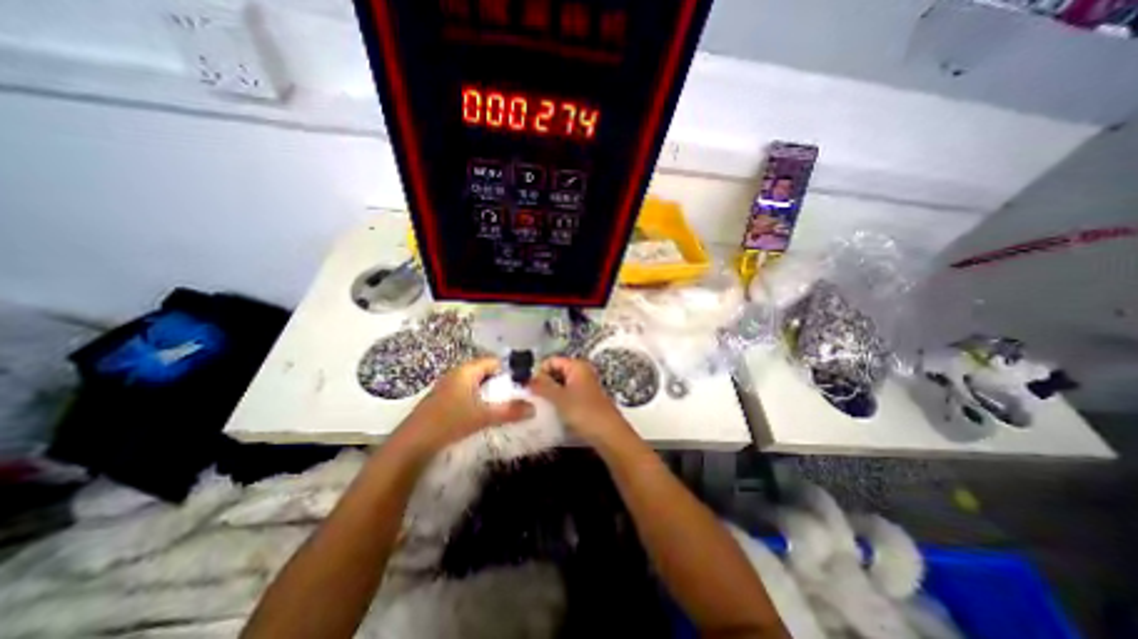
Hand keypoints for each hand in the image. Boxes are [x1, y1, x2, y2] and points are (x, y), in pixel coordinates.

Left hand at [391, 358, 534, 458]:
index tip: (523, 383)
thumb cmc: (449, 422)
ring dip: (490, 393)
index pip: (494, 361)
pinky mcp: (443, 400)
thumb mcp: (483, 416)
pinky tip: (484, 414)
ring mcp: (448, 387)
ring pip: (476, 384)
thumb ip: (509, 411)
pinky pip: (468, 393)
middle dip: (501, 383)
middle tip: (516, 396)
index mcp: (466, 371)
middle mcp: (457, 374)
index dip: (510, 370)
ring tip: (504, 406)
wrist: (412, 444)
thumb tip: (533, 407)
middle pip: (486, 372)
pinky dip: (479, 400)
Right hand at [530, 357, 634, 445]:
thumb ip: (542, 386)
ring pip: (560, 384)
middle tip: (532, 398)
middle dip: (543, 382)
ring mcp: (584, 385)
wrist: (609, 434)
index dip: (539, 372)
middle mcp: (581, 371)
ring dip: (550, 393)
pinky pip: (567, 393)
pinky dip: (558, 400)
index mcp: (576, 365)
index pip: (551, 361)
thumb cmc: (583, 412)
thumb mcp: (559, 398)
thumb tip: (526, 378)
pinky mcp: (585, 398)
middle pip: (555, 371)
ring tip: (540, 406)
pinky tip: (552, 411)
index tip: (529, 387)